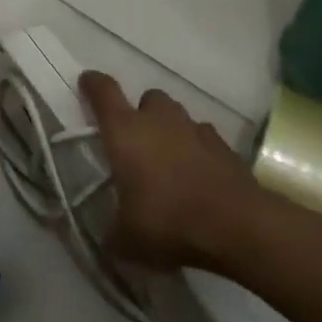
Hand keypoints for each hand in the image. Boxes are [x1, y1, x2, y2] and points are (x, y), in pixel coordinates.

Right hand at [79, 71, 266, 272]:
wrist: (235, 224)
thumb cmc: (168, 222)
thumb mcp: (127, 240)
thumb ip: (114, 233)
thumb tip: (111, 238)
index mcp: (126, 132)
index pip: (104, 92)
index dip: (93, 84)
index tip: (87, 82)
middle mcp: (159, 120)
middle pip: (147, 99)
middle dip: (141, 113)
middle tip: (137, 142)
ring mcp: (195, 129)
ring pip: (177, 115)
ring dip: (170, 129)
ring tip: (168, 160)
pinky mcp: (223, 144)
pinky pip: (203, 136)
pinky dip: (196, 148)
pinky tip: (197, 173)